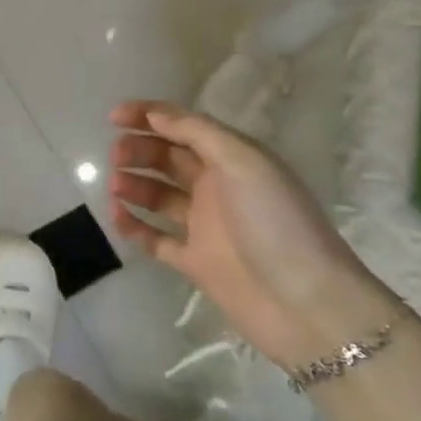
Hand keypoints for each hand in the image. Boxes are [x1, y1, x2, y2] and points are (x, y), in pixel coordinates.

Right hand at [107, 100, 394, 367]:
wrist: (307, 306)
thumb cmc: (276, 222)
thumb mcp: (243, 162)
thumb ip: (196, 132)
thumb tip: (154, 114)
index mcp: (232, 159)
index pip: (184, 126)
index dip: (149, 116)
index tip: (113, 117)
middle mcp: (217, 188)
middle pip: (167, 158)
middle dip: (138, 150)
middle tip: (116, 156)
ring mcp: (204, 226)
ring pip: (157, 195)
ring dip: (133, 184)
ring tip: (115, 186)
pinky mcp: (194, 262)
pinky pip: (154, 238)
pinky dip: (133, 225)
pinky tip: (116, 216)